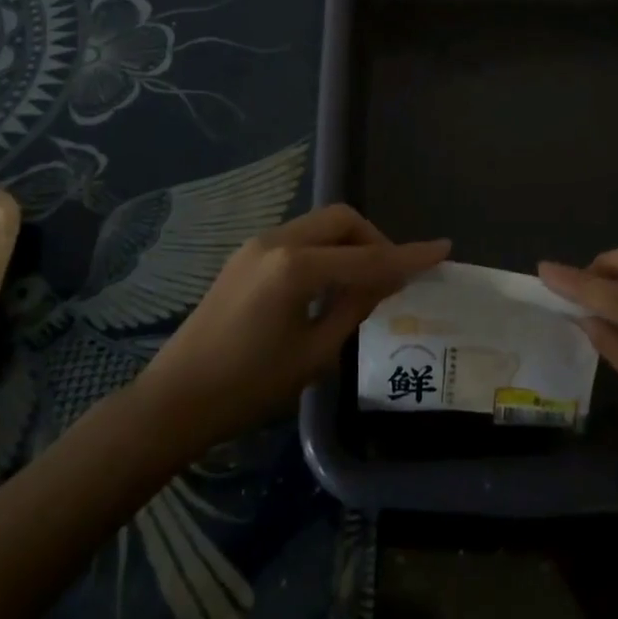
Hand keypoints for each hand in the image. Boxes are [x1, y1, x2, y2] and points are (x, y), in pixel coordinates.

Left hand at [136, 204, 448, 448]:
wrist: (175, 399)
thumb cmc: (248, 387)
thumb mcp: (314, 354)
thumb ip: (355, 306)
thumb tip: (385, 279)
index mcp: (296, 268)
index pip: (367, 257)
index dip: (409, 256)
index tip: (443, 248)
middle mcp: (277, 241)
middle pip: (342, 219)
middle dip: (374, 239)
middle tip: (390, 276)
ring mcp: (257, 244)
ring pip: (320, 224)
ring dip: (349, 243)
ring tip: (362, 283)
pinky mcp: (245, 254)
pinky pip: (299, 238)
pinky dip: (324, 250)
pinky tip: (327, 284)